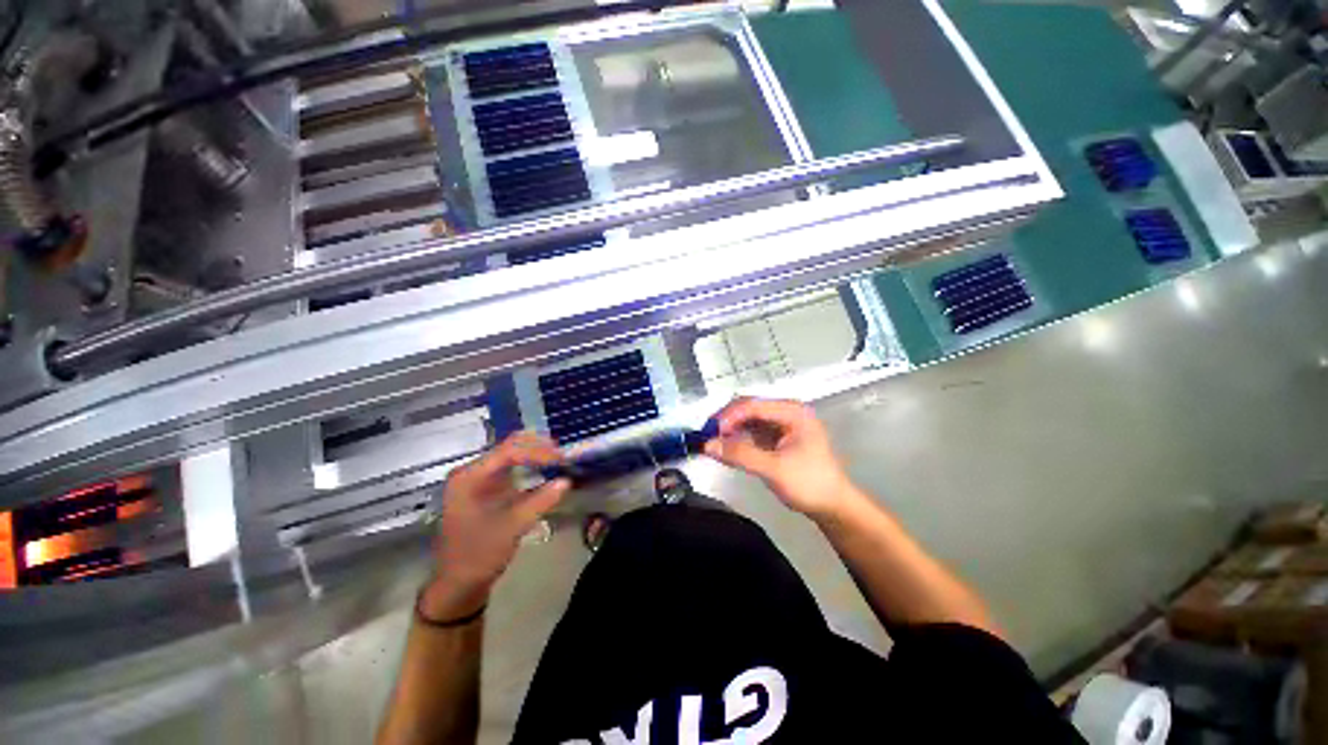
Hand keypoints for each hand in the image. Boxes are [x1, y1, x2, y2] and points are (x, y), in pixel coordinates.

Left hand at [421, 433, 569, 619]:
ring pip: (513, 454)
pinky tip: (549, 468)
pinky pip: (514, 467)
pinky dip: (533, 465)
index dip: (538, 451)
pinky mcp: (489, 488)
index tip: (561, 458)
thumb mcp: (511, 529)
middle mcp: (473, 471)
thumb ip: (540, 501)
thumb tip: (567, 481)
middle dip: (539, 447)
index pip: (508, 451)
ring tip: (560, 458)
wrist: (458, 584)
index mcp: (469, 476)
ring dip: (537, 454)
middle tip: (564, 454)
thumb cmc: (478, 556)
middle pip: (510, 446)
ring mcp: (480, 479)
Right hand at [703, 397, 859, 519]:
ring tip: (712, 443)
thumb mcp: (774, 470)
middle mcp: (785, 412)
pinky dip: (736, 439)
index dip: (728, 417)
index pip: (752, 405)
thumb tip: (708, 446)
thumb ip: (741, 455)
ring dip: (729, 430)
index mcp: (792, 411)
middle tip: (706, 437)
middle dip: (726, 421)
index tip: (710, 434)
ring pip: (746, 419)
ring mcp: (780, 424)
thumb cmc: (810, 484)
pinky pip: (750, 432)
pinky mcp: (775, 437)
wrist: (833, 507)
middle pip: (747, 408)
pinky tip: (725, 448)